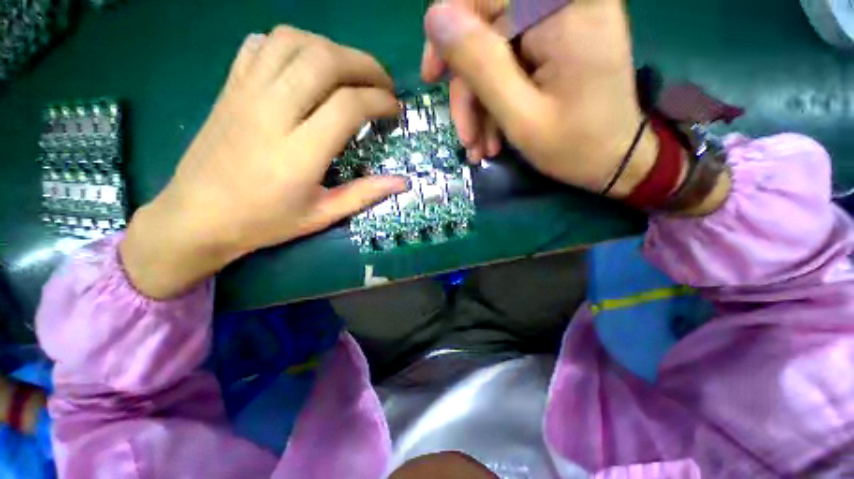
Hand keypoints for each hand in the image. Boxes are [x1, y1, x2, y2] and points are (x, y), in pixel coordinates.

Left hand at [121, 28, 406, 298]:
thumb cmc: (265, 221)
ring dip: (331, 48)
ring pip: (293, 41)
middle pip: (324, 60)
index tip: (394, 110)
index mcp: (299, 152)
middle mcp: (272, 112)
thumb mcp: (322, 215)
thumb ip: (365, 195)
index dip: (380, 101)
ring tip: (350, 72)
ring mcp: (246, 93)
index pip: (348, 105)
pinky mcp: (229, 87)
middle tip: (383, 84)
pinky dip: (292, 44)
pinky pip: (261, 44)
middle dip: (365, 65)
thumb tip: (403, 182)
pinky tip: (306, 65)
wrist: (197, 217)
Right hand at [421, 0, 657, 196]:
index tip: (433, 77)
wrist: (615, 161)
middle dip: (469, 89)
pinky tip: (493, 137)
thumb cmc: (575, 146)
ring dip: (480, 105)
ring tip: (480, 148)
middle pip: (486, 30)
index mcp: (563, 10)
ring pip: (494, 54)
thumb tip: (435, 18)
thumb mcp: (521, 115)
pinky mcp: (557, 45)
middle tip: (466, 137)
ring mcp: (562, 25)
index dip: (448, 34)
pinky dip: (496, 103)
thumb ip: (480, 64)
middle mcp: (564, 4)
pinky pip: (510, 66)